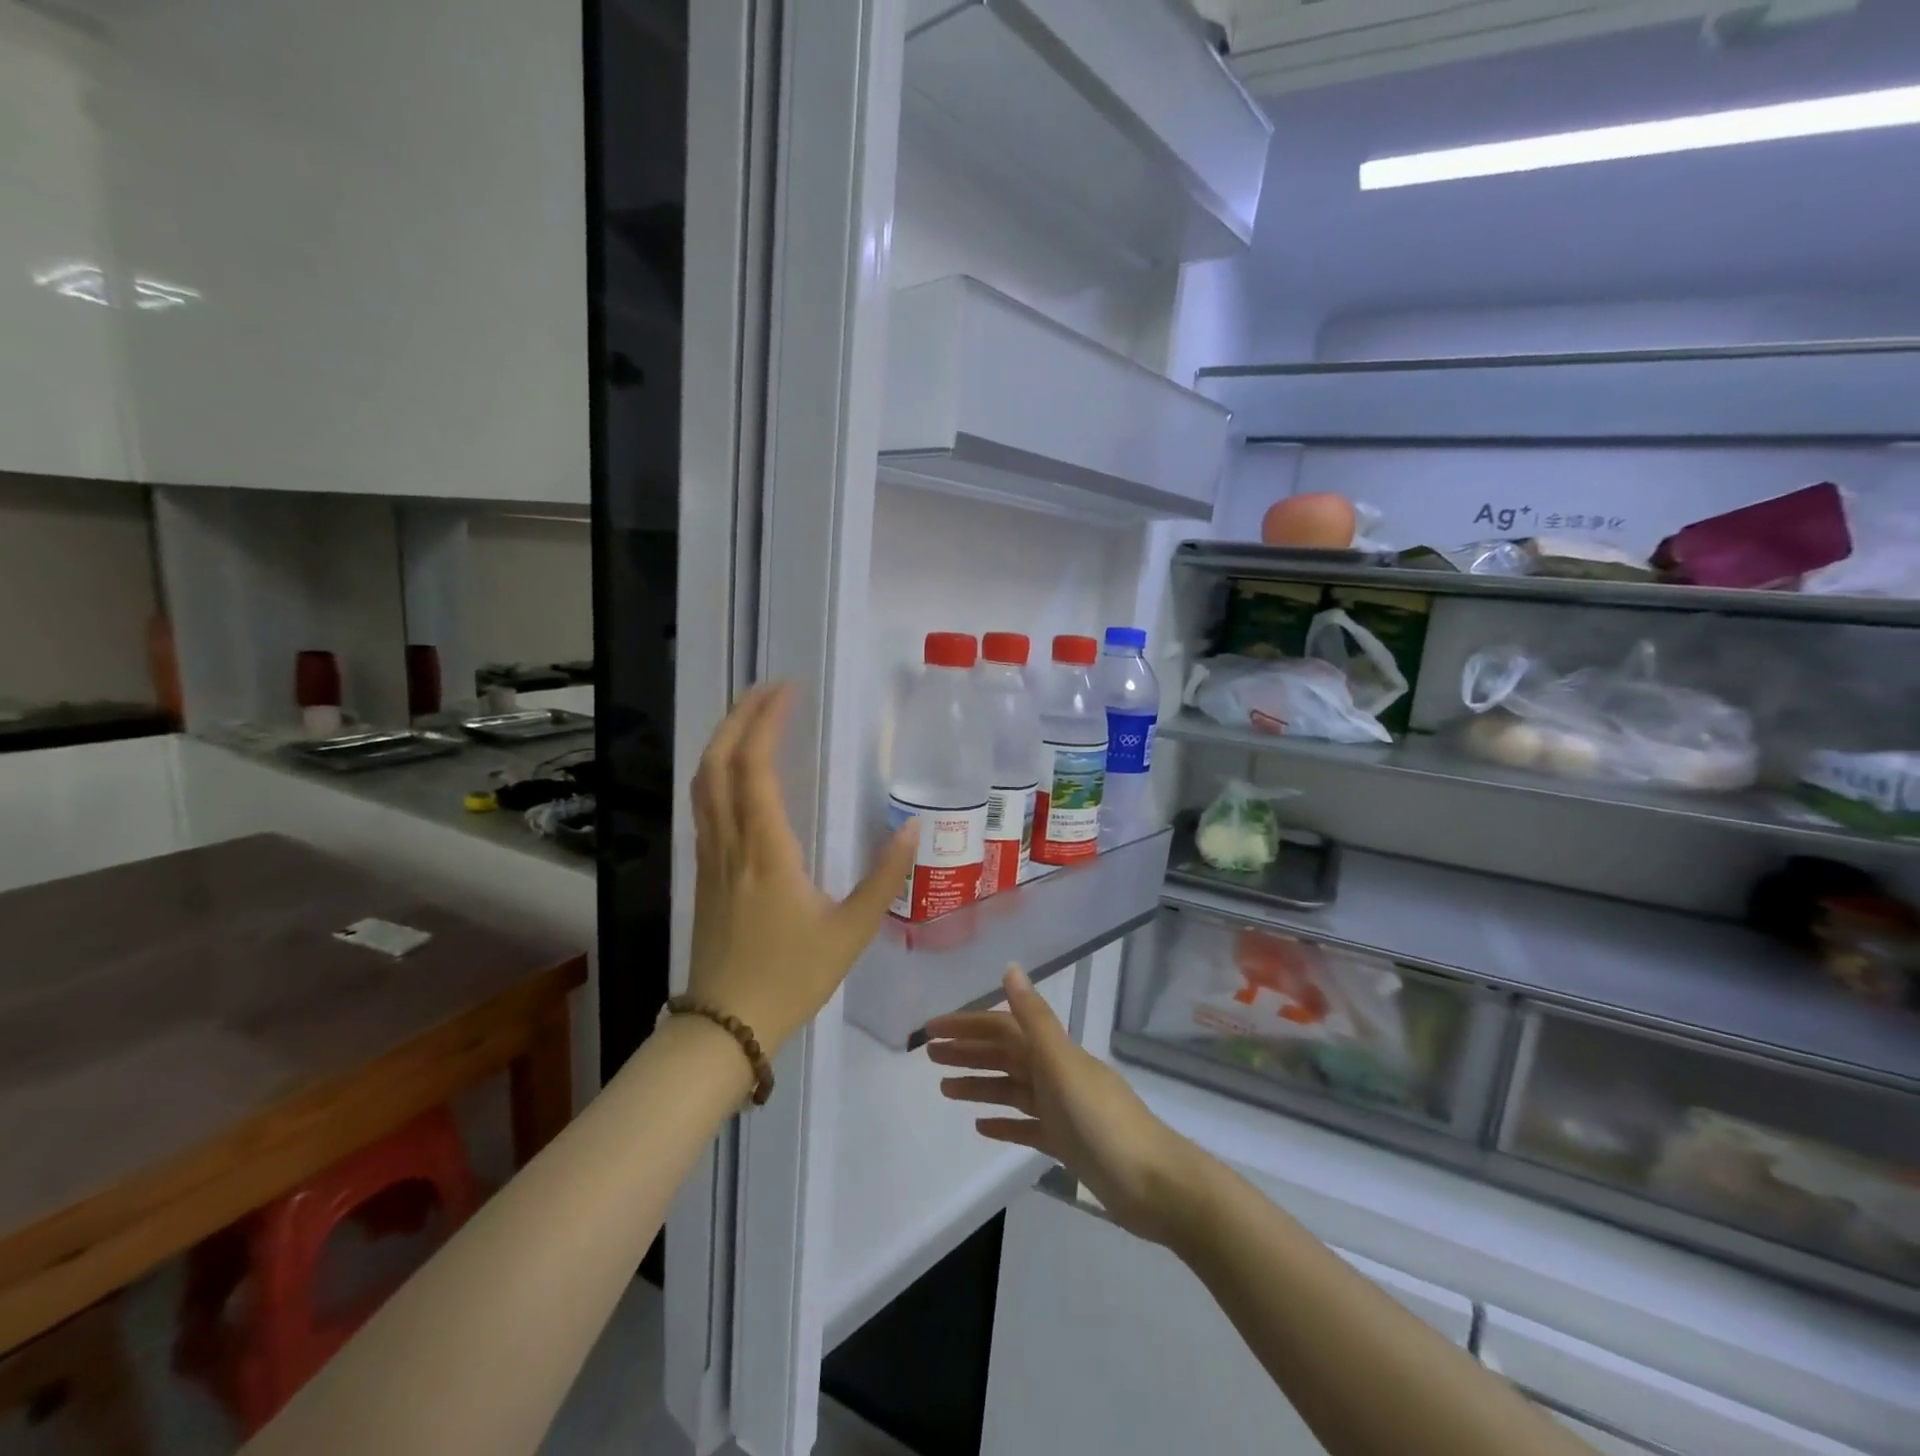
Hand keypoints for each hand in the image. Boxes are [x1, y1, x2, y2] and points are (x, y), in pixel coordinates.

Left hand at [688, 683, 918, 1050]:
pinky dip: (718, 772)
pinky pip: (704, 807)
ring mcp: (711, 857)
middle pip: (717, 763)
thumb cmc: (792, 977)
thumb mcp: (852, 931)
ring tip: (751, 717)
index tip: (786, 691)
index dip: (765, 722)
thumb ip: (884, 877)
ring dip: (723, 741)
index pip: (754, 768)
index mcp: (766, 850)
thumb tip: (914, 830)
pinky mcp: (704, 873)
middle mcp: (730, 843)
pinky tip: (738, 773)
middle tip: (767, 689)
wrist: (726, 1026)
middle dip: (738, 717)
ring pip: (703, 784)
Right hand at [926, 967, 1198, 1243]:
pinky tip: (981, 1126)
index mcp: (1054, 1052)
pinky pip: (1027, 1125)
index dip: (967, 1025)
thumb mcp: (1063, 1065)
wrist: (1155, 1185)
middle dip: (967, 1051)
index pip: (1002, 1029)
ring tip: (944, 1089)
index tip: (931, 1030)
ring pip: (1012, 1089)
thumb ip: (1034, 1019)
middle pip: (1004, 1055)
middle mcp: (1056, 1073)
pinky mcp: (1068, 1144)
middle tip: (928, 1055)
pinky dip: (1004, 1121)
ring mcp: (1063, 1109)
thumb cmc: (1103, 1122)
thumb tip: (1010, 968)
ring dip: (979, 1084)